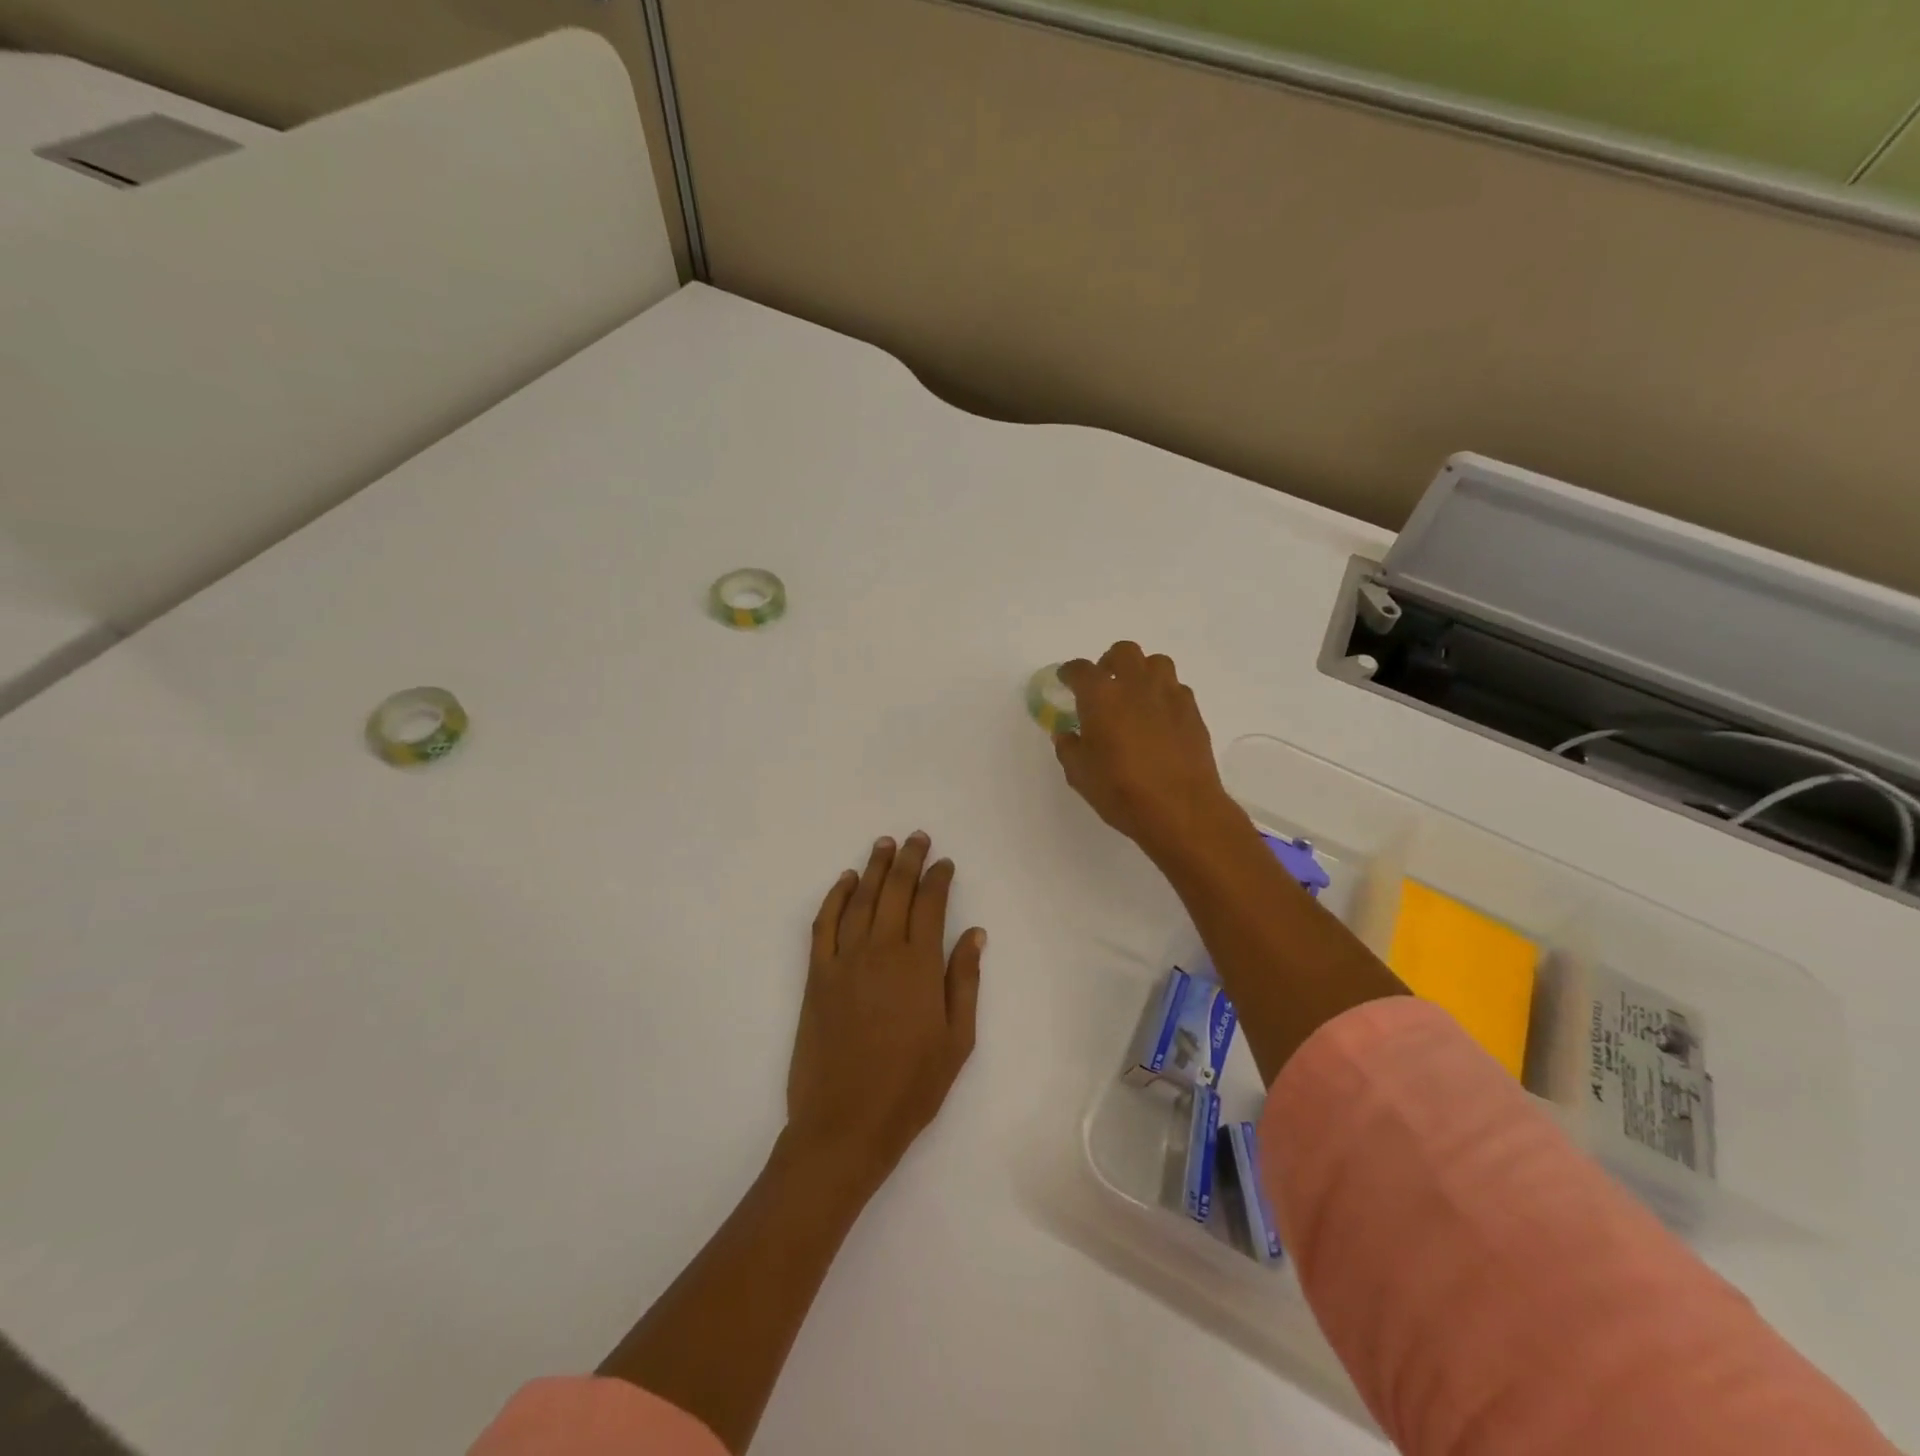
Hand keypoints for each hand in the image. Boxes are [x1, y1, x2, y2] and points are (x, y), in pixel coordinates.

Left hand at [786, 833, 984, 1192]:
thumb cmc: (911, 1088)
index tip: (945, 862)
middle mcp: (881, 952)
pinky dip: (834, 897)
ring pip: (860, 900)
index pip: (930, 905)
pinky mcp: (817, 976)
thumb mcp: (957, 1041)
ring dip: (873, 868)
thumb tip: (974, 933)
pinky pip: (824, 924)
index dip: (938, 878)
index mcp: (919, 966)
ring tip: (884, 844)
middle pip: (895, 892)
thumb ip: (964, 981)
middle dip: (908, 860)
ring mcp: (844, 961)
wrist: (845, 1124)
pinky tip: (844, 881)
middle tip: (916, 838)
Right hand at [1054, 643, 1238, 860]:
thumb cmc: (1121, 790)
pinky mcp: (1193, 711)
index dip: (1070, 673)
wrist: (1180, 809)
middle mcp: (1136, 685)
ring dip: (1142, 672)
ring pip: (1156, 663)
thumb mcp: (1080, 774)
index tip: (1066, 680)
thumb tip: (1067, 734)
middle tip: (1104, 684)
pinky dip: (1164, 696)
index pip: (1080, 670)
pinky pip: (1176, 689)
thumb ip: (1069, 747)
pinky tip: (1159, 718)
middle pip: (1123, 652)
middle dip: (1109, 663)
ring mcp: (1169, 695)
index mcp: (1101, 696)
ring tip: (1135, 696)